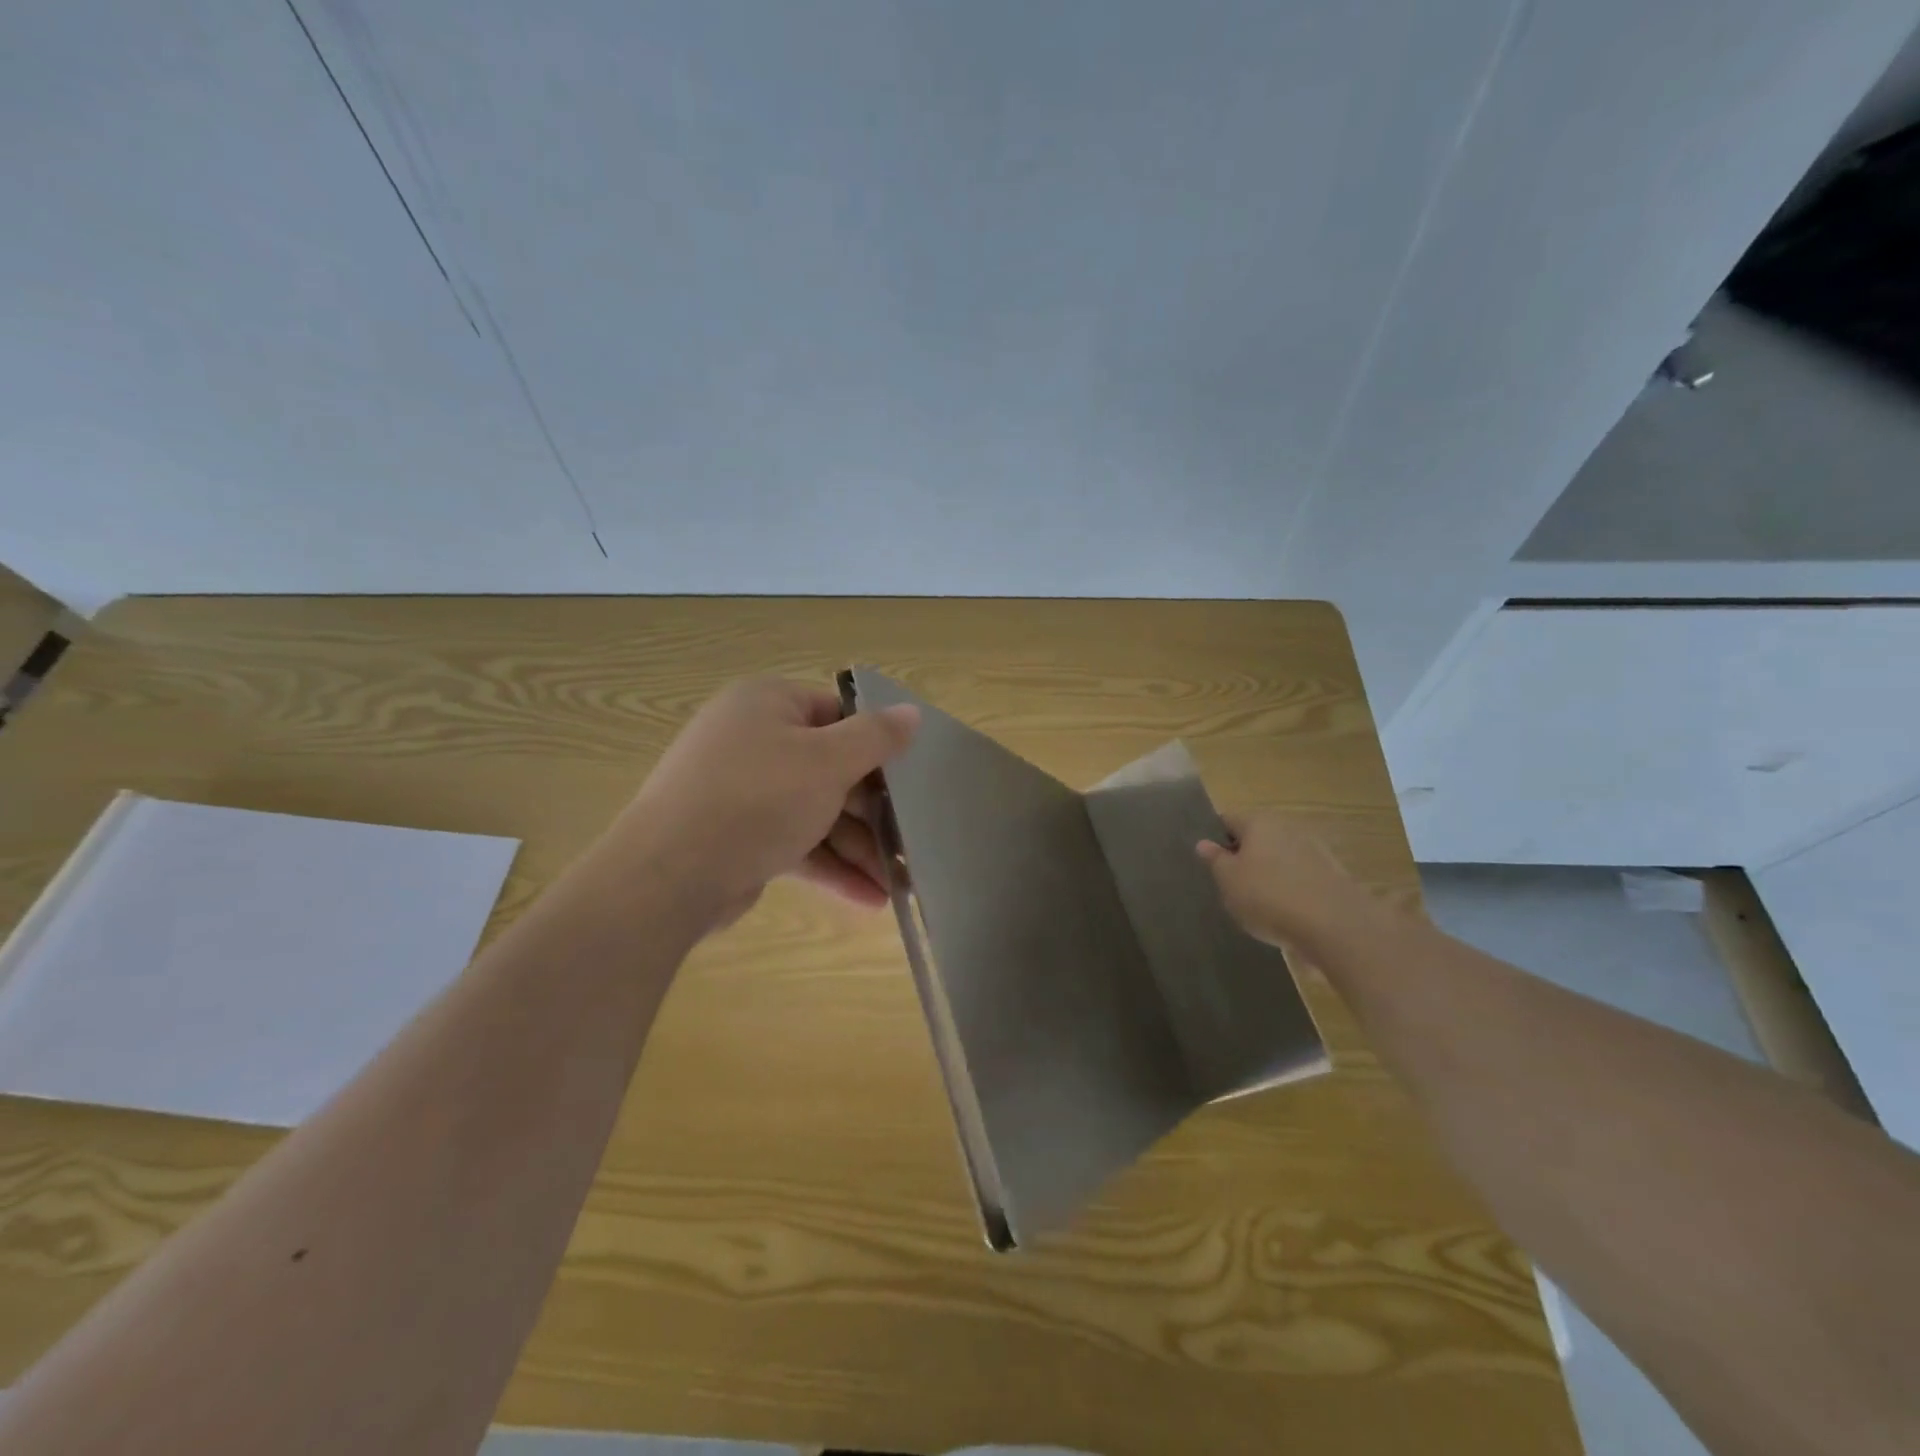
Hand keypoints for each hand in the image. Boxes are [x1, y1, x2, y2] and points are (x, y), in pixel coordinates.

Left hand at [598, 678, 918, 929]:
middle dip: (872, 810)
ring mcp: (741, 790)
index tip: (909, 778)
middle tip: (909, 839)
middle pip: (829, 766)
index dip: (876, 744)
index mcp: (767, 704)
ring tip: (898, 882)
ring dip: (856, 846)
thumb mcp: (828, 762)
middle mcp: (751, 739)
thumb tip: (912, 712)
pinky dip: (828, 866)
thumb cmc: (758, 799)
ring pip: (814, 810)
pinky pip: (794, 841)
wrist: (668, 876)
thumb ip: (876, 737)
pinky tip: (868, 898)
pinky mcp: (737, 835)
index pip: (837, 712)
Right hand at [1196, 810, 1370, 953]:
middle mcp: (1287, 827)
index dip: (1215, 838)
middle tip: (1231, 884)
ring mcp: (1314, 849)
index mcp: (1258, 822)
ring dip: (1269, 872)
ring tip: (1258, 902)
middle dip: (1244, 856)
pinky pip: (1300, 876)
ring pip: (1280, 857)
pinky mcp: (1333, 874)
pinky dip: (1290, 888)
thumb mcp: (1228, 880)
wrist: (1335, 926)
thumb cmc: (1268, 896)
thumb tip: (1204, 842)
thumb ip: (1215, 859)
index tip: (1210, 862)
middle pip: (1257, 837)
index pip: (1228, 820)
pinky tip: (1285, 912)